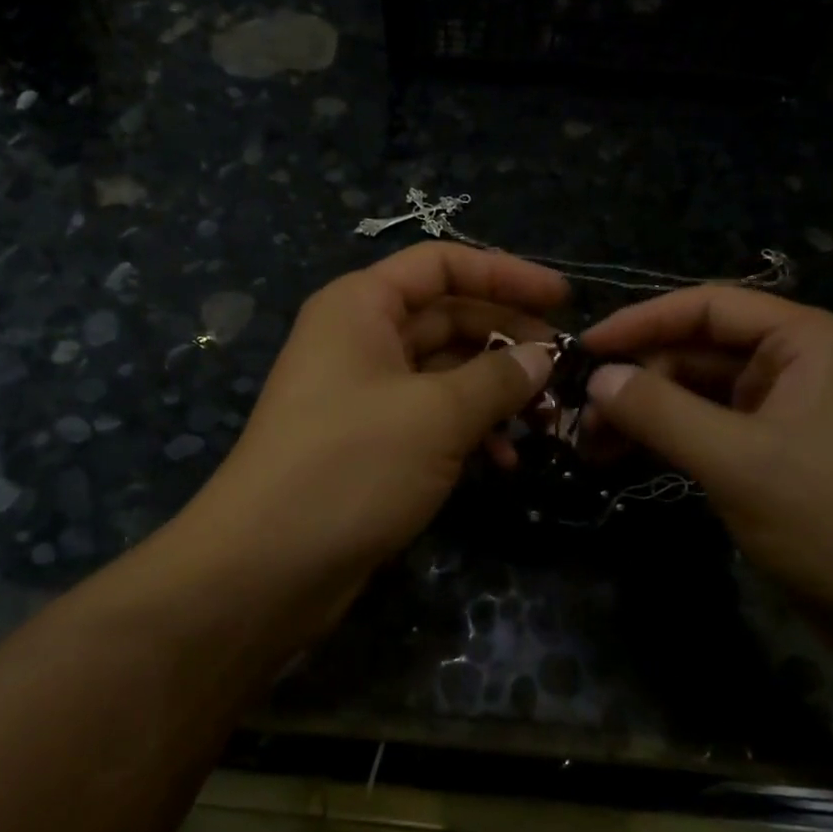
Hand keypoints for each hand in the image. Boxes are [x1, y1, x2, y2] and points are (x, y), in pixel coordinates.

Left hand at [186, 243, 564, 639]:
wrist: (267, 567)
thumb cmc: (352, 466)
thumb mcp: (437, 415)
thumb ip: (499, 378)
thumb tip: (543, 356)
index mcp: (362, 306)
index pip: (442, 264)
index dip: (506, 273)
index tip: (564, 299)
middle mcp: (361, 339)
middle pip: (449, 317)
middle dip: (509, 340)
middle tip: (564, 370)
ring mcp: (364, 393)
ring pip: (446, 373)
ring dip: (497, 392)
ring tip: (546, 422)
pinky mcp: (372, 443)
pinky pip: (432, 418)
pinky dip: (470, 432)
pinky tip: (505, 461)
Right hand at [581, 287, 832, 614]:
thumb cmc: (830, 520)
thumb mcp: (736, 461)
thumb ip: (660, 412)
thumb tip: (597, 378)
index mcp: (809, 341)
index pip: (710, 306)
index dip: (642, 321)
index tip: (585, 347)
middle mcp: (800, 363)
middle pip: (701, 349)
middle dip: (640, 377)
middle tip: (582, 411)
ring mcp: (788, 408)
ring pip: (700, 390)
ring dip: (648, 410)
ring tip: (593, 440)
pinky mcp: (776, 450)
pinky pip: (711, 426)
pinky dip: (670, 437)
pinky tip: (626, 454)